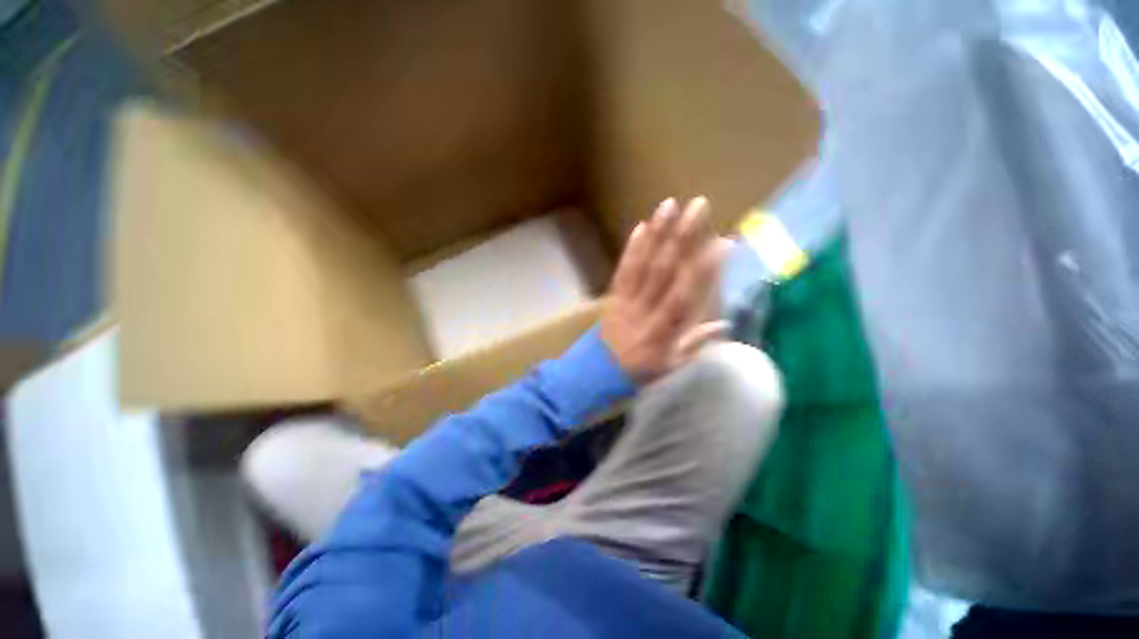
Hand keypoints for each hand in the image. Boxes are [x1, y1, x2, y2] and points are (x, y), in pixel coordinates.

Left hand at [601, 197, 729, 383]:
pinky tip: (641, 226)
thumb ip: (697, 343)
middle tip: (698, 206)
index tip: (724, 242)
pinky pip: (623, 270)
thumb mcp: (672, 366)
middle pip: (664, 270)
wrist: (598, 371)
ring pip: (643, 264)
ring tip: (669, 205)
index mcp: (663, 330)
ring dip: (656, 233)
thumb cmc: (639, 370)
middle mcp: (645, 309)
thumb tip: (726, 324)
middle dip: (682, 236)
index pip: (687, 295)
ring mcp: (626, 300)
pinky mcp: (613, 295)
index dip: (705, 269)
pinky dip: (632, 249)